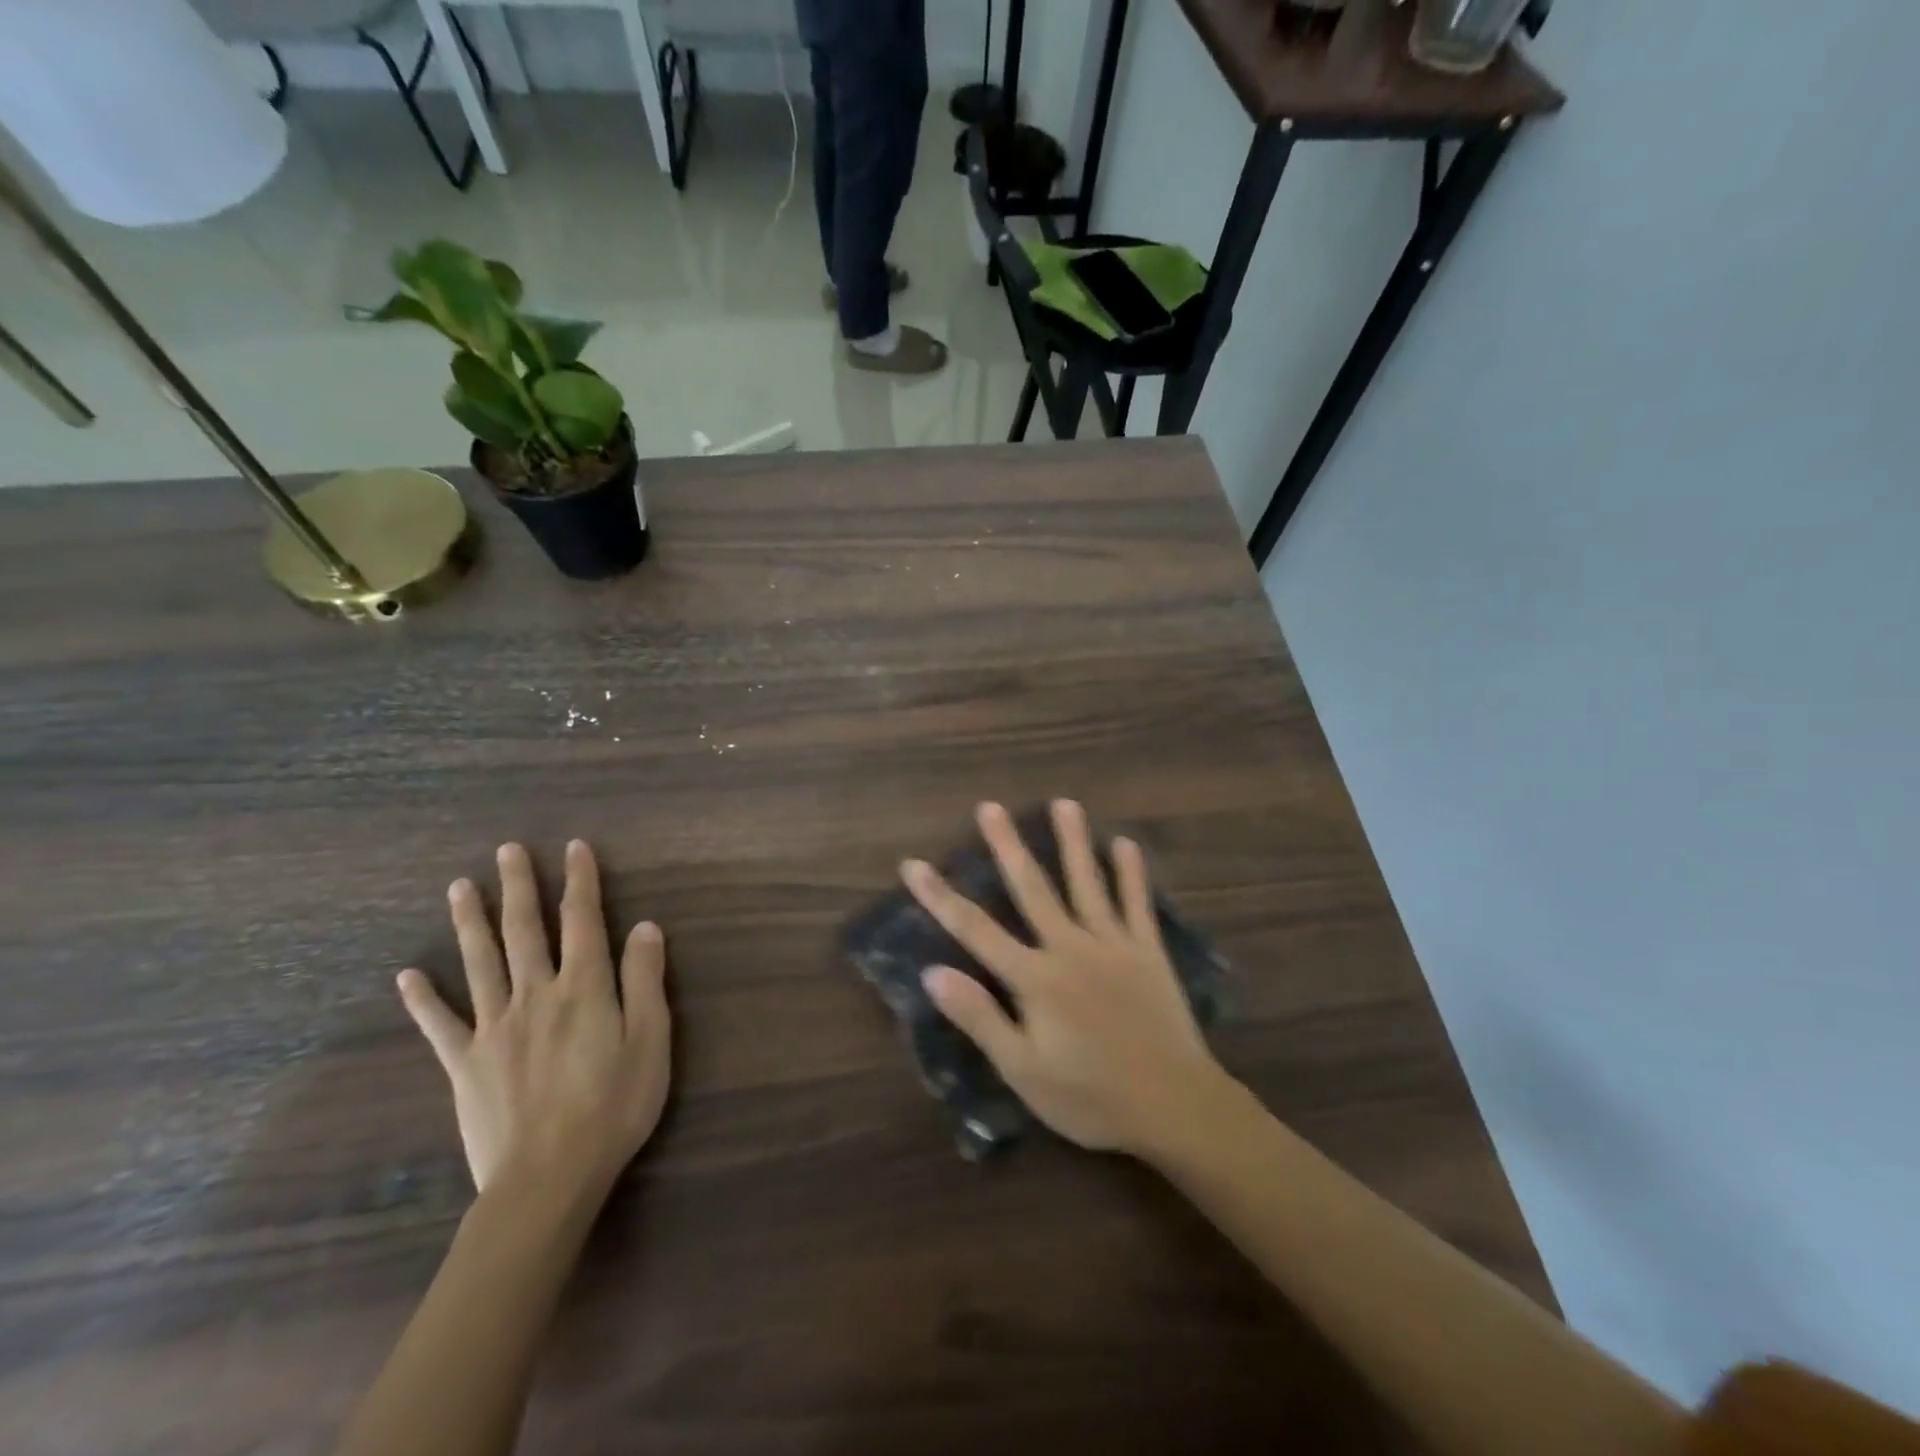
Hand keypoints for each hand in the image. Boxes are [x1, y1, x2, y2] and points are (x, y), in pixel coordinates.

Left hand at [396, 840, 671, 1202]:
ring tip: (458, 887)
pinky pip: (440, 1024)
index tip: (574, 847)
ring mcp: (494, 1028)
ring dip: (470, 922)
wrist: (548, 1178)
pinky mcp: (465, 1063)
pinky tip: (406, 975)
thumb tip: (645, 926)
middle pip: (525, 931)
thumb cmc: (614, 1106)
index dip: (580, 881)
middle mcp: (536, 995)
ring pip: (480, 963)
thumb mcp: (651, 1041)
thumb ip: (646, 980)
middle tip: (507, 850)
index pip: (583, 920)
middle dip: (518, 887)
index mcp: (584, 988)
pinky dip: (423, 998)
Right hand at [902, 800, 1226, 1156]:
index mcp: (1035, 977)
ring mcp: (1113, 944)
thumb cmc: (1090, 1096)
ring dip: (1073, 841)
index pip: (975, 929)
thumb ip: (979, 1018)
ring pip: (1088, 882)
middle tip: (990, 807)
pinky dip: (1132, 873)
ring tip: (1064, 803)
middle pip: (1032, 888)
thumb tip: (932, 972)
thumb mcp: (1022, 1070)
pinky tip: (1125, 843)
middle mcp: (1070, 947)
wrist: (1174, 1105)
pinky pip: (1137, 903)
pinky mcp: (1148, 950)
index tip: (914, 864)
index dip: (940, 897)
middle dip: (1007, 846)